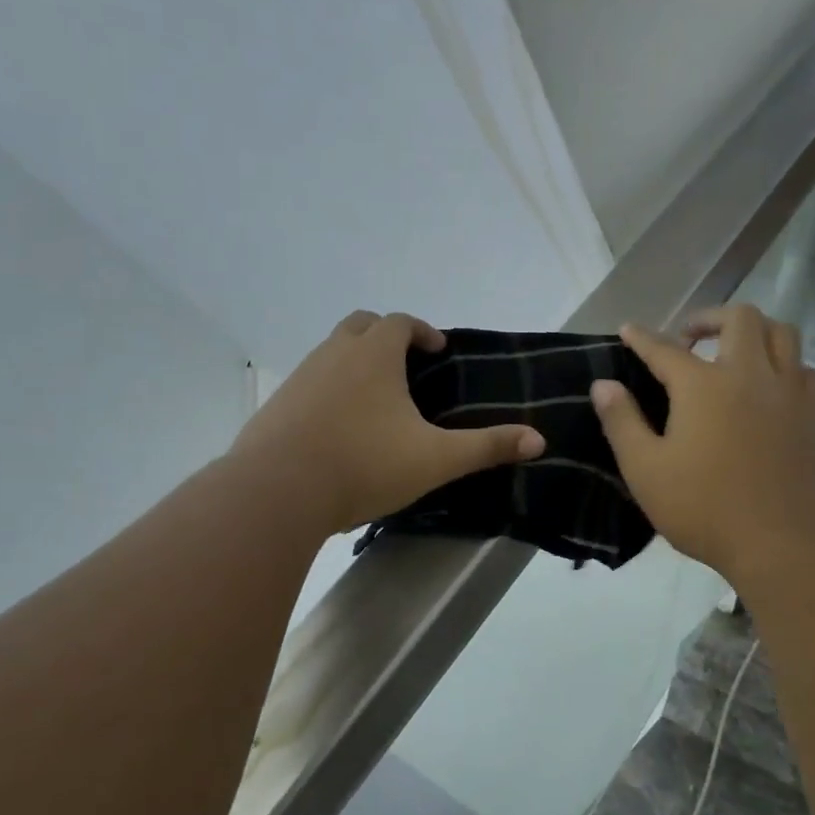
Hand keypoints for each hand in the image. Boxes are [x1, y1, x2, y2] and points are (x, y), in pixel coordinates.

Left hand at [231, 311, 544, 535]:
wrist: (277, 492)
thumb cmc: (364, 465)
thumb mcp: (435, 459)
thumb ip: (487, 447)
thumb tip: (539, 440)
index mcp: (374, 356)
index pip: (400, 322)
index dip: (422, 330)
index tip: (437, 349)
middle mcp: (333, 355)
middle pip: (360, 326)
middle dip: (385, 337)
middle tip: (405, 365)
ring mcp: (299, 379)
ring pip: (330, 354)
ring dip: (354, 364)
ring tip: (375, 402)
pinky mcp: (276, 407)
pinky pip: (309, 386)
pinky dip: (328, 393)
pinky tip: (338, 430)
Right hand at [590, 304, 814, 585]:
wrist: (789, 542)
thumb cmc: (707, 509)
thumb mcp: (646, 471)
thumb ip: (622, 423)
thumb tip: (603, 385)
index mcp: (703, 386)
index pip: (665, 349)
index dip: (643, 337)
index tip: (629, 328)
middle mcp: (751, 374)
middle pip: (739, 318)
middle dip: (709, 317)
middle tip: (690, 337)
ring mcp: (790, 392)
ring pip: (782, 333)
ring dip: (754, 331)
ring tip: (735, 351)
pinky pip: (804, 369)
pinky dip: (785, 365)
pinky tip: (771, 389)